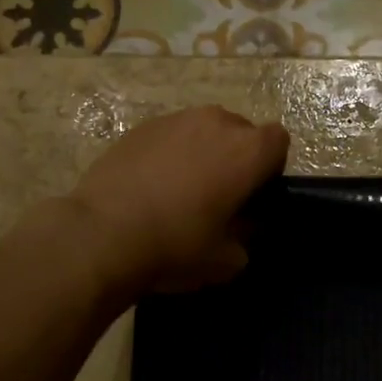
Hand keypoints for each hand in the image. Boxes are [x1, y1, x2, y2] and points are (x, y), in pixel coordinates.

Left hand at [69, 105, 289, 293]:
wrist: (103, 234)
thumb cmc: (176, 246)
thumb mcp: (227, 260)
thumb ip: (245, 238)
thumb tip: (240, 227)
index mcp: (247, 151)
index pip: (278, 141)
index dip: (270, 166)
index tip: (253, 194)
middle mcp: (217, 123)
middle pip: (241, 131)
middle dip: (236, 156)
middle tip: (218, 193)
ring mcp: (176, 120)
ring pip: (203, 129)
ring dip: (202, 151)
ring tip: (181, 187)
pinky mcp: (141, 127)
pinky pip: (170, 135)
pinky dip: (169, 152)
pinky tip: (150, 184)